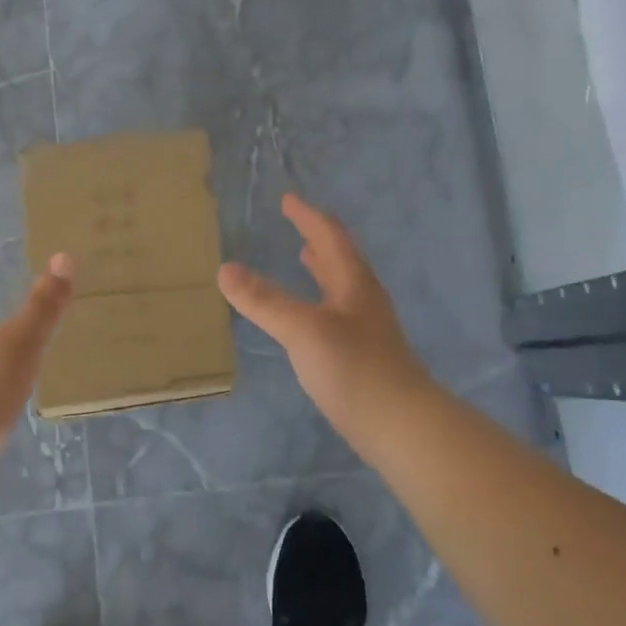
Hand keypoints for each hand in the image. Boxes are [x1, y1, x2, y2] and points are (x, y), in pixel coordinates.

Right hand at [218, 194, 429, 441]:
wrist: (401, 425)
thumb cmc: (353, 368)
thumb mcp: (302, 329)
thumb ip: (264, 300)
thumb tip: (225, 269)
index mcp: (354, 283)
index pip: (330, 237)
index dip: (308, 217)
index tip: (288, 200)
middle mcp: (363, 300)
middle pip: (341, 259)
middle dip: (317, 239)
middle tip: (296, 224)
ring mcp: (367, 330)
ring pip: (341, 287)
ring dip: (322, 269)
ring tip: (303, 260)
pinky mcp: (364, 357)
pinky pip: (337, 314)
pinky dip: (319, 301)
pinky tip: (309, 320)